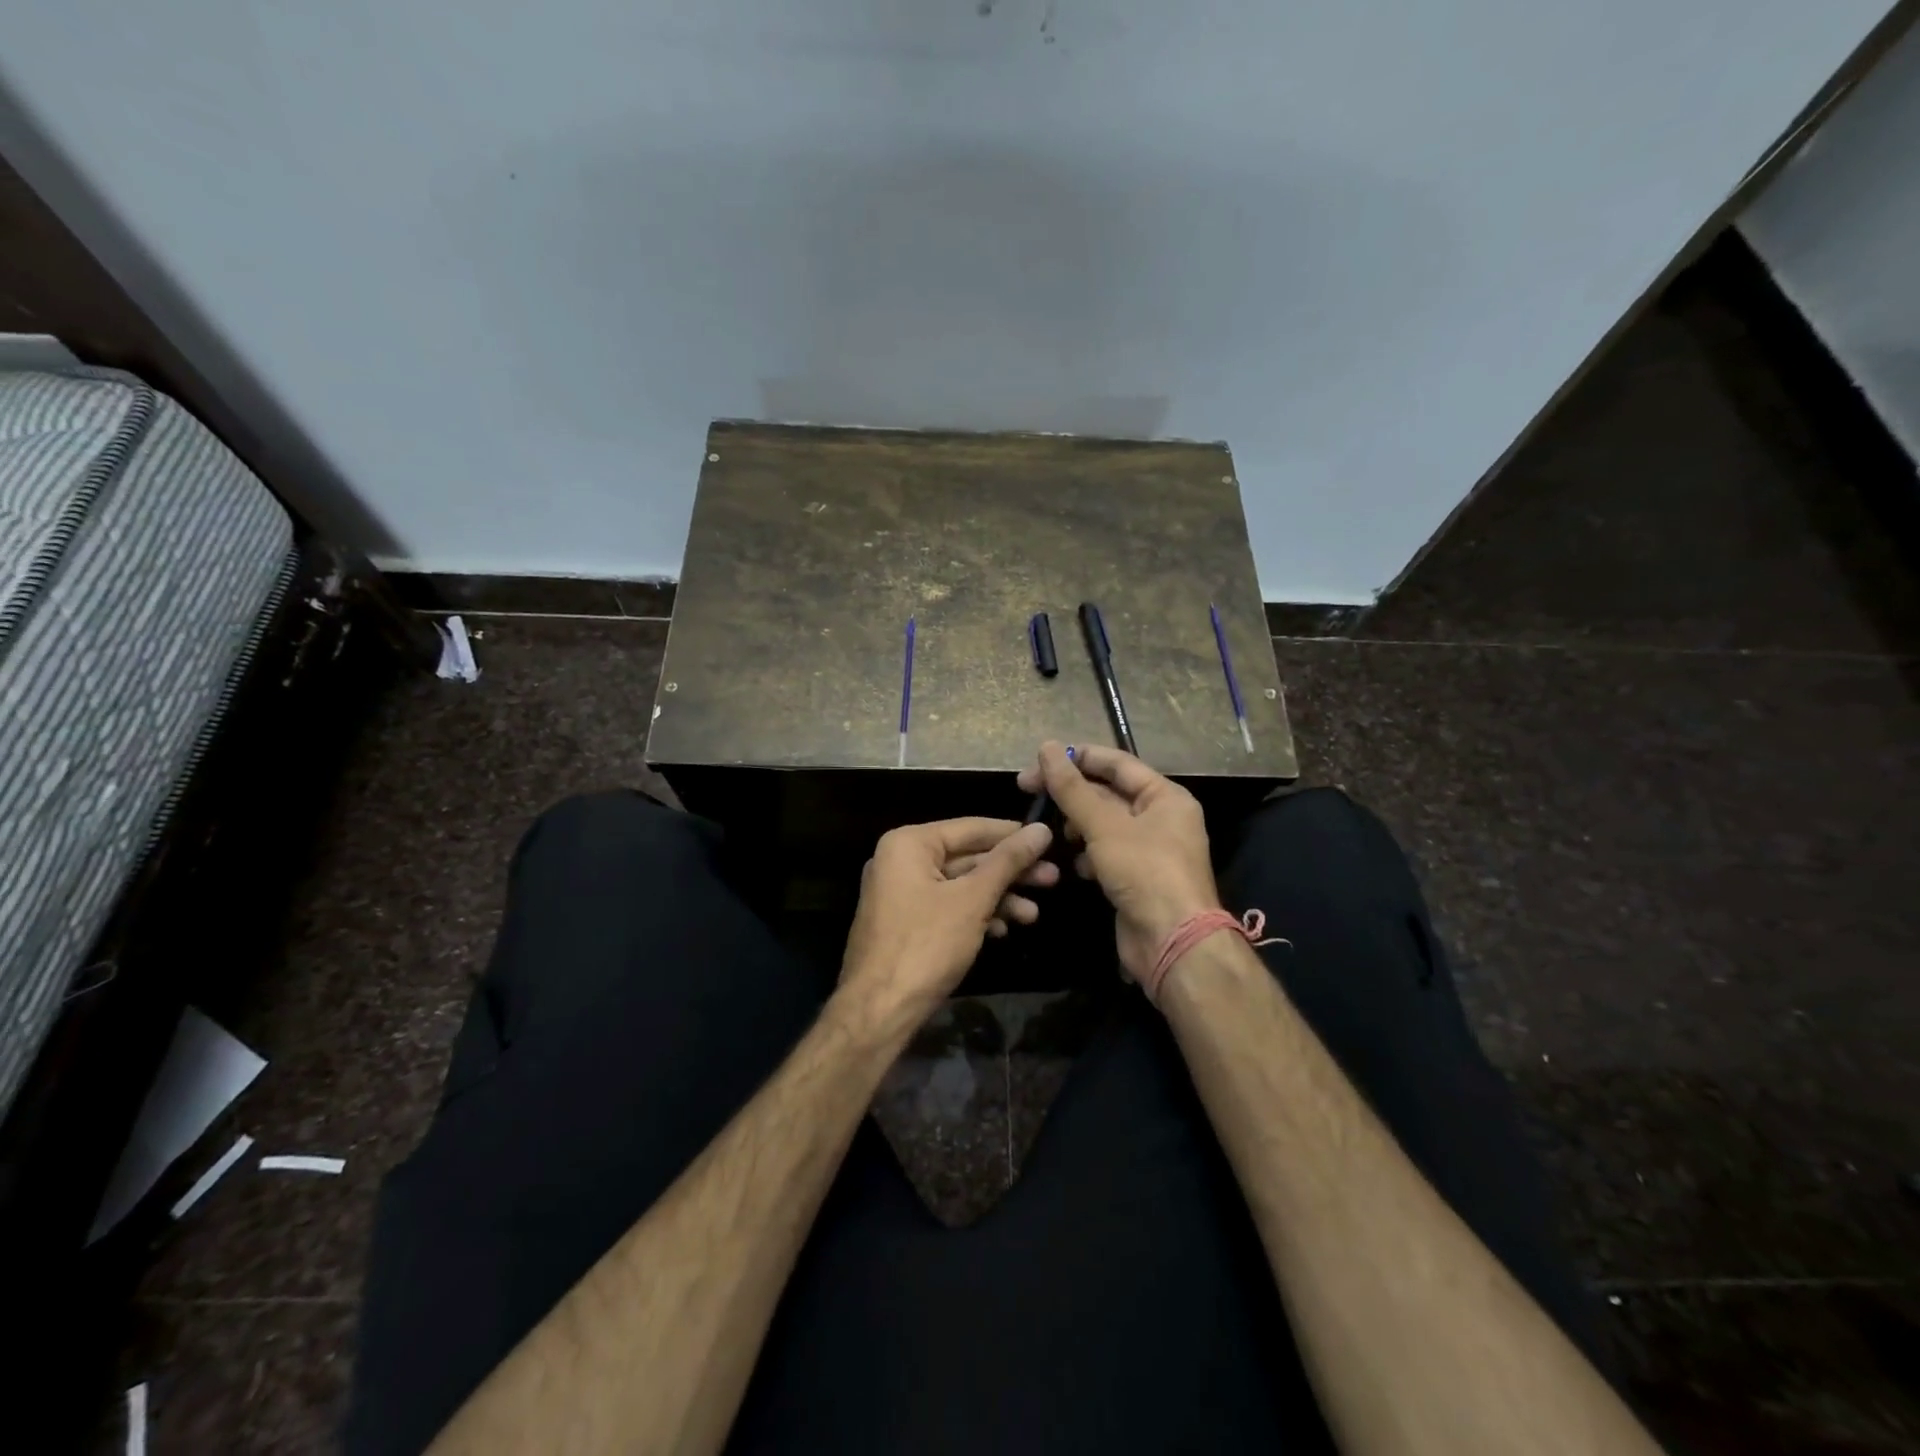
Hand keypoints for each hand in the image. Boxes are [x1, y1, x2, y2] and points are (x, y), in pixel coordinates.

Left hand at [839, 817, 1056, 1023]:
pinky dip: (976, 914)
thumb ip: (1008, 861)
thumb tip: (1041, 829)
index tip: (1050, 839)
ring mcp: (900, 893)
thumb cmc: (926, 945)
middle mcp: (900, 860)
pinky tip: (1003, 929)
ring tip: (1033, 915)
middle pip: (966, 857)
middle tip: (1053, 879)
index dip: (1012, 834)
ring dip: (998, 898)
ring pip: (960, 885)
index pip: (971, 828)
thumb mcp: (973, 899)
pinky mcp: (906, 922)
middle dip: (1009, 872)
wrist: (878, 1010)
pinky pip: (947, 906)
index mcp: (908, 843)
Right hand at [1018, 741, 1220, 983]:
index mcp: (1164, 796)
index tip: (1039, 761)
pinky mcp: (1136, 877)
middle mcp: (1160, 817)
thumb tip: (1047, 747)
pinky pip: (1105, 853)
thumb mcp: (1105, 826)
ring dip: (1076, 825)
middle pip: (1108, 792)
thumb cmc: (1145, 873)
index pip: (1117, 763)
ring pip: (1103, 824)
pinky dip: (1087, 855)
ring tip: (1051, 831)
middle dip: (1071, 794)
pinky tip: (1073, 865)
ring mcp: (1148, 849)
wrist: (1172, 944)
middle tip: (1027, 792)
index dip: (1078, 758)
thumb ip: (1073, 788)